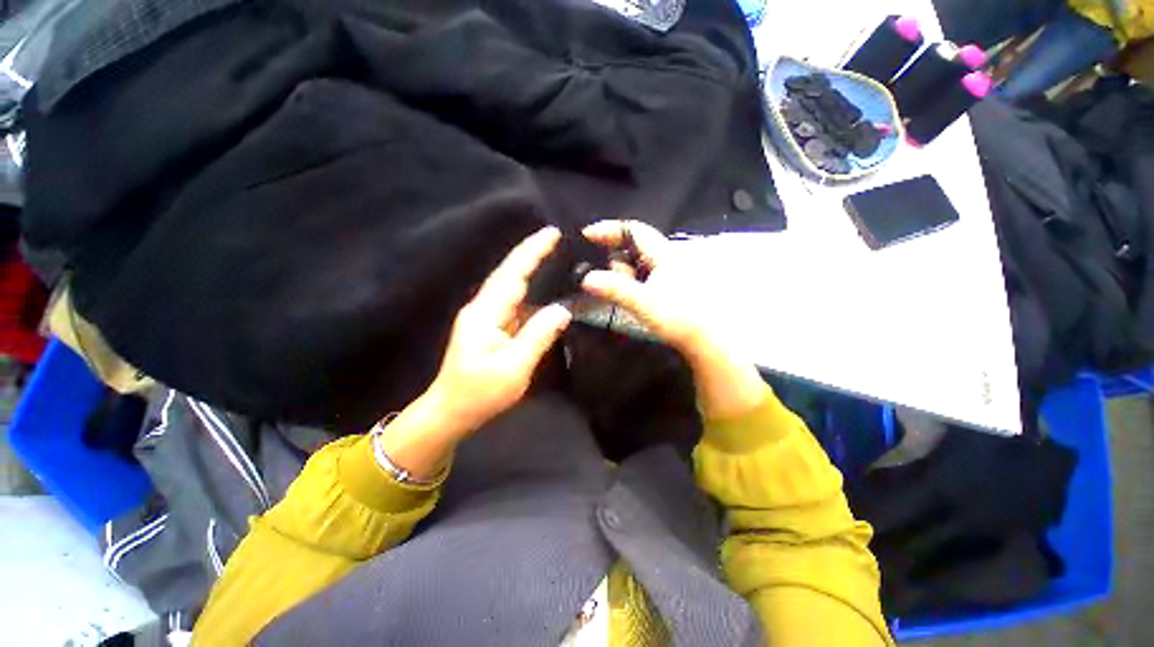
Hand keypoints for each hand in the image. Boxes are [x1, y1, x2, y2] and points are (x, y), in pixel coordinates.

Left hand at [375, 227, 570, 480]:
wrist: (451, 411)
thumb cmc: (480, 392)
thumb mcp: (514, 367)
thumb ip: (538, 336)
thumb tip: (562, 310)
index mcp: (485, 313)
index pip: (512, 274)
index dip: (531, 252)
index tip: (551, 233)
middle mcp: (483, 307)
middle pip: (509, 274)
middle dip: (531, 253)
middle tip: (555, 237)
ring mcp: (485, 317)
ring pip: (511, 287)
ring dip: (531, 271)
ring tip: (554, 257)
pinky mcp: (490, 327)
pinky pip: (513, 303)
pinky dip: (530, 292)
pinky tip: (544, 291)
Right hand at [581, 220, 766, 419]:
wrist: (705, 339)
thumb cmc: (679, 319)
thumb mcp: (645, 303)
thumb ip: (616, 289)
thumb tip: (586, 278)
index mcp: (664, 254)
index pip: (633, 229)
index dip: (609, 228)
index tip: (587, 235)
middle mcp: (667, 257)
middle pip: (633, 245)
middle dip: (615, 258)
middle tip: (606, 280)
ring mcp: (667, 270)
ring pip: (637, 261)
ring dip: (622, 273)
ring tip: (621, 293)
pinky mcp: (667, 283)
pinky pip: (642, 274)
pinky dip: (630, 280)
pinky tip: (630, 295)